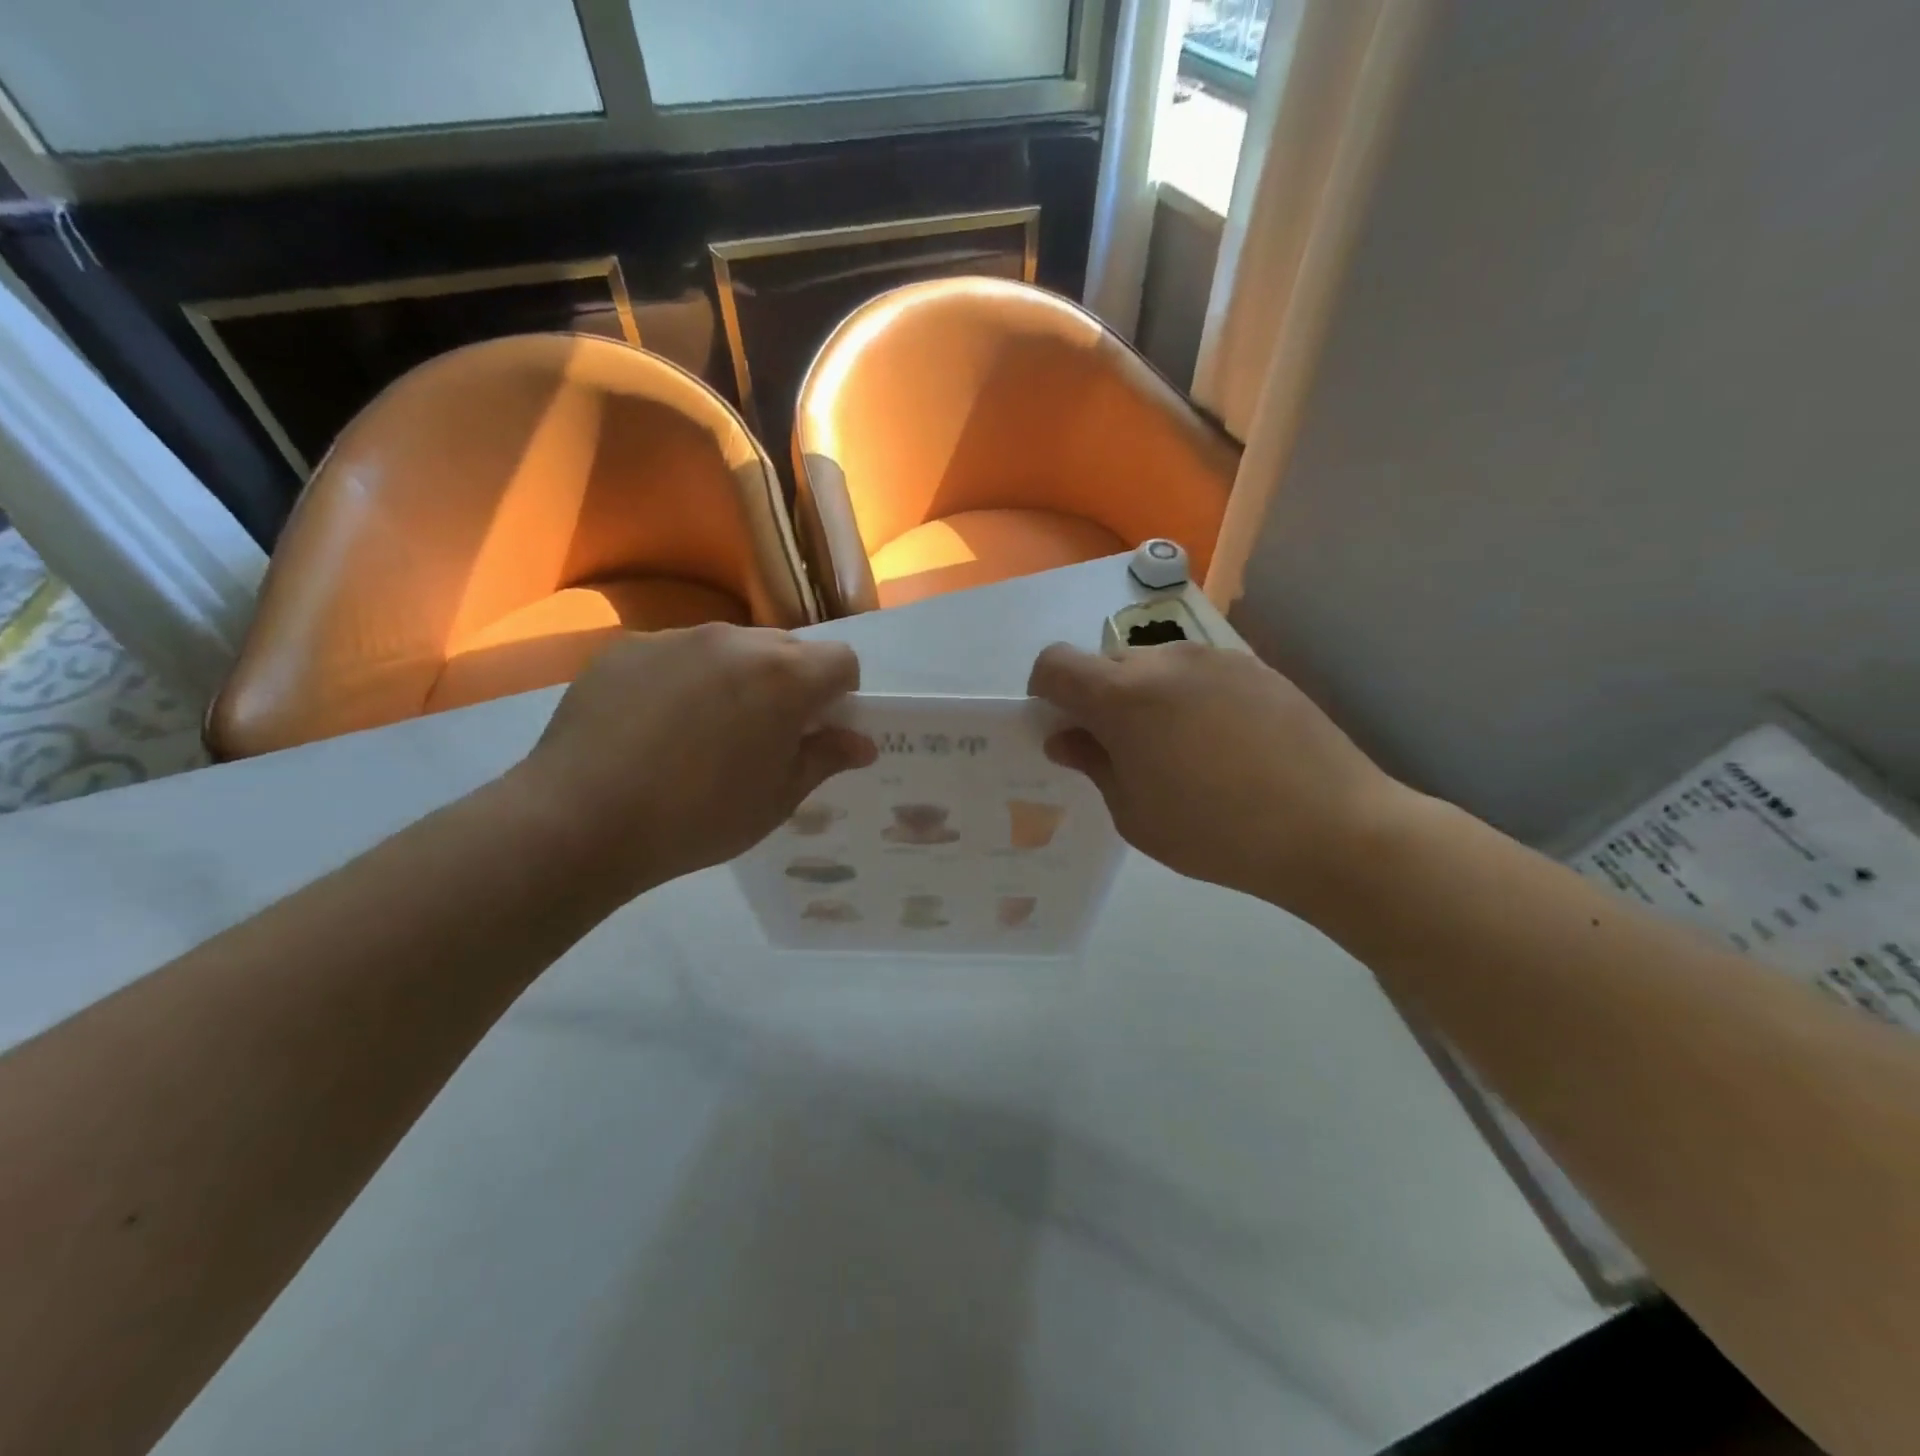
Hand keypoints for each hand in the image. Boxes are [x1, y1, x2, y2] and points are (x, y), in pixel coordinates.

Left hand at [507, 625, 874, 896]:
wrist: (580, 819)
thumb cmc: (698, 817)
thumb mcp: (776, 800)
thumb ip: (824, 759)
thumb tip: (860, 743)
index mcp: (784, 676)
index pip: (842, 660)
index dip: (840, 695)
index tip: (817, 730)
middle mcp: (736, 640)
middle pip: (787, 648)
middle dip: (790, 683)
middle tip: (763, 734)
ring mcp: (677, 638)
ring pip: (730, 648)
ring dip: (737, 678)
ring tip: (701, 732)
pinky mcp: (628, 647)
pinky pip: (677, 654)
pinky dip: (684, 679)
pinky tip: (653, 726)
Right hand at [1027, 642, 1408, 913]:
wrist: (1333, 828)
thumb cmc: (1217, 833)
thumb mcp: (1135, 815)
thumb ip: (1093, 764)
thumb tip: (1066, 737)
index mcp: (1123, 696)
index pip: (1055, 664)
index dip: (1046, 693)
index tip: (1064, 729)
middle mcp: (1165, 660)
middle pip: (1106, 663)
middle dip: (1098, 699)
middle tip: (1124, 751)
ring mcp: (1215, 657)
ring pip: (1154, 665)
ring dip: (1145, 697)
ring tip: (1181, 751)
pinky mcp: (1255, 667)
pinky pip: (1198, 672)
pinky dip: (1189, 696)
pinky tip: (1223, 744)